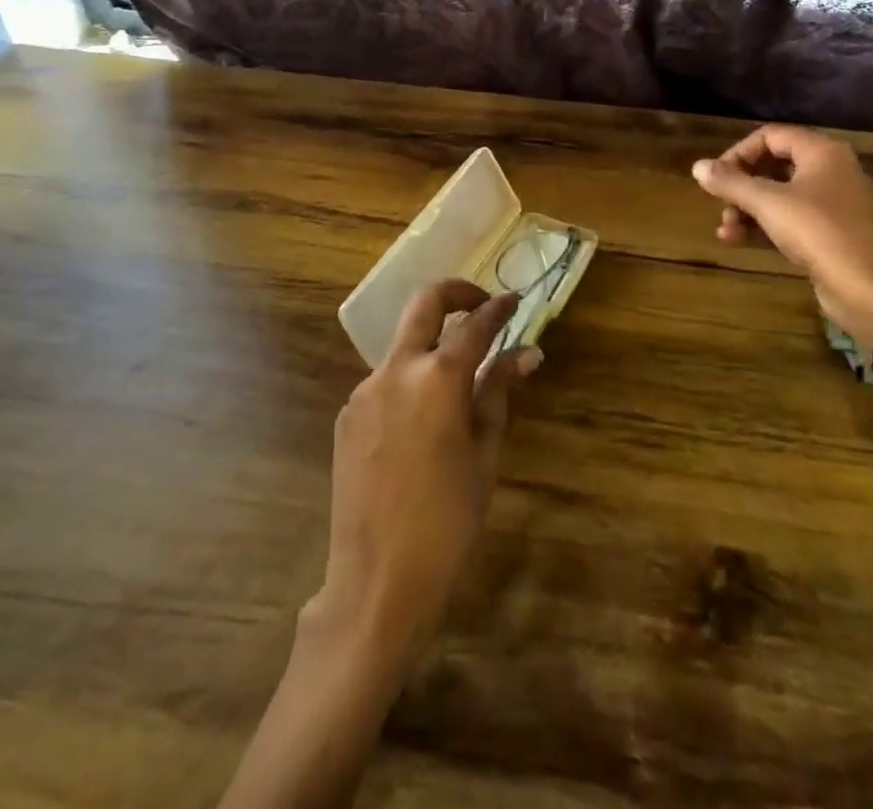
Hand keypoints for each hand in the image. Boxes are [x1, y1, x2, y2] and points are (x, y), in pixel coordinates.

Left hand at [307, 281, 540, 672]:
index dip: (498, 309)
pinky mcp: (346, 414)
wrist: (377, 579)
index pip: (475, 325)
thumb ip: (498, 392)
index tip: (514, 300)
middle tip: (480, 304)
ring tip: (455, 383)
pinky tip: (421, 421)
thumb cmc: (448, 520)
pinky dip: (408, 381)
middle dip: (455, 293)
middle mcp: (397, 369)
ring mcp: (365, 389)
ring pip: (403, 346)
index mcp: (439, 377)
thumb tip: (526, 352)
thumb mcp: (484, 454)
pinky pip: (384, 381)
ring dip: (430, 346)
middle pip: (425, 304)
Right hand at [692, 125, 872, 348]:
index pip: (771, 136)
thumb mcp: (765, 202)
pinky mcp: (828, 229)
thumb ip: (729, 182)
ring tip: (725, 228)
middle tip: (719, 201)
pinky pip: (789, 216)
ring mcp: (831, 201)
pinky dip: (763, 224)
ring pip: (778, 193)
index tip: (717, 175)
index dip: (739, 152)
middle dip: (740, 185)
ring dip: (747, 208)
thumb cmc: (813, 230)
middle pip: (773, 165)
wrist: (858, 285)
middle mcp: (830, 169)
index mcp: (821, 152)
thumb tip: (697, 166)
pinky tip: (736, 239)